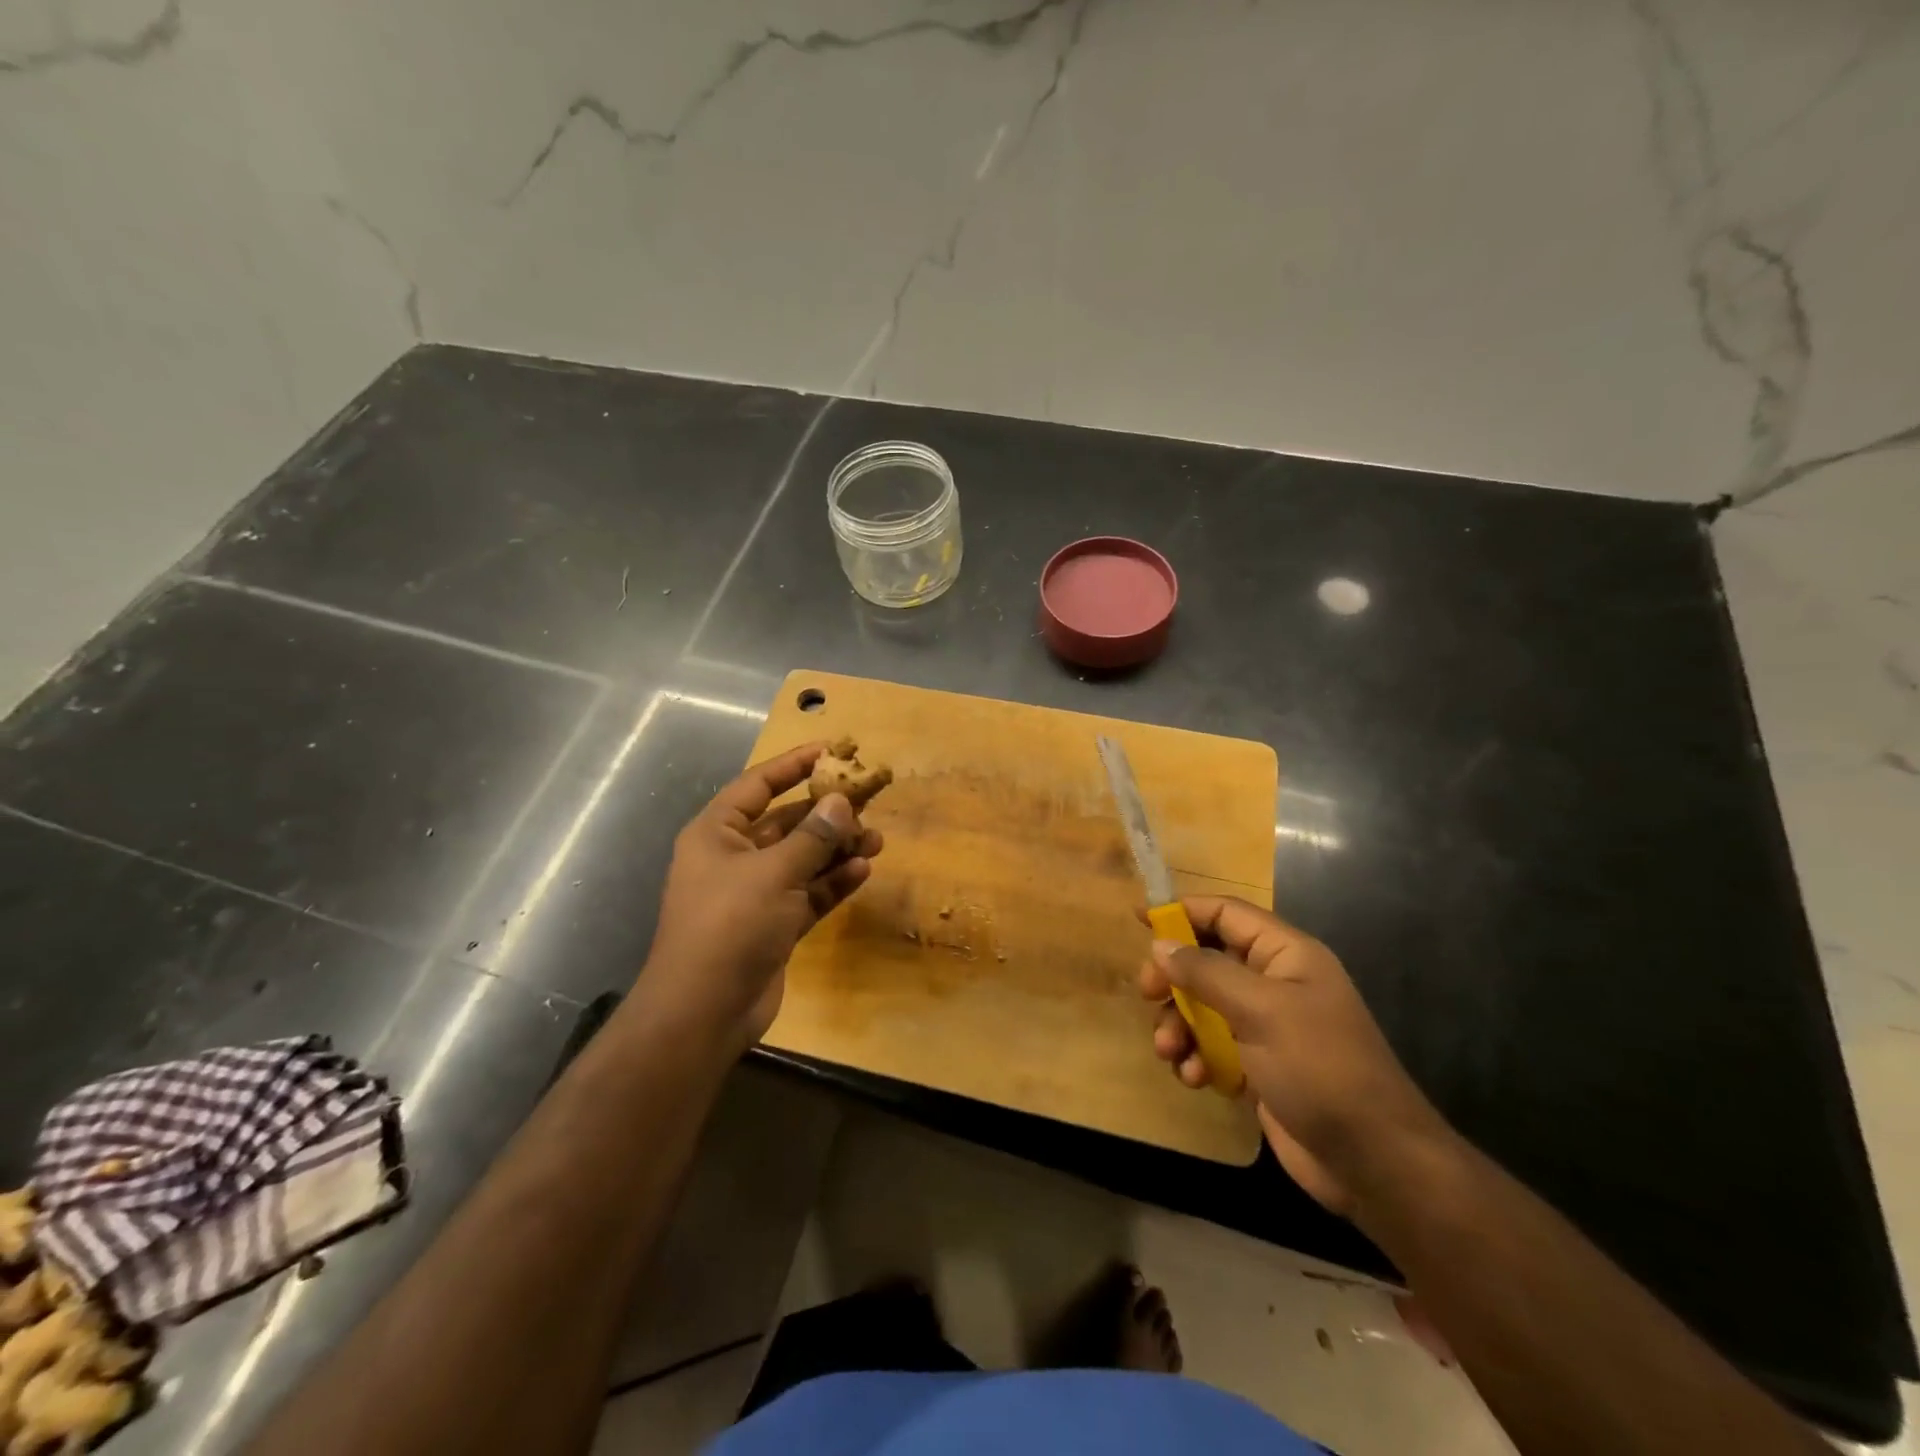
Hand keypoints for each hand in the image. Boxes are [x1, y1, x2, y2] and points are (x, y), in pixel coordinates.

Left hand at [643, 743, 881, 1050]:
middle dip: (826, 814)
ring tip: (876, 839)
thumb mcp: (774, 873)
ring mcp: (754, 893)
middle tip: (869, 801)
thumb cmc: (730, 925)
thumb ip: (812, 836)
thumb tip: (841, 800)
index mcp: (717, 833)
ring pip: (802, 859)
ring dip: (836, 849)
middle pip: (787, 823)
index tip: (830, 751)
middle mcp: (734, 857)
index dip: (793, 765)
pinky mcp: (773, 925)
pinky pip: (807, 892)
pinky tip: (862, 871)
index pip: (758, 785)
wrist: (704, 1011)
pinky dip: (832, 882)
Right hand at [1138, 896, 1445, 1217]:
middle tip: (1147, 994)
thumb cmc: (1320, 1068)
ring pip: (1204, 1007)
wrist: (1373, 1161)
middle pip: (1208, 960)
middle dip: (1174, 978)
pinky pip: (1213, 1047)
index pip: (1226, 914)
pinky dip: (1197, 1058)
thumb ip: (1206, 973)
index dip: (1183, 910)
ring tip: (1169, 1051)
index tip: (1139, 918)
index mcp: (1286, 955)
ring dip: (1180, 1025)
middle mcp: (1274, 982)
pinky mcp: (1259, 1066)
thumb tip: (1160, 945)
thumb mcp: (1260, 1010)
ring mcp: (1266, 1026)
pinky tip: (1195, 1079)